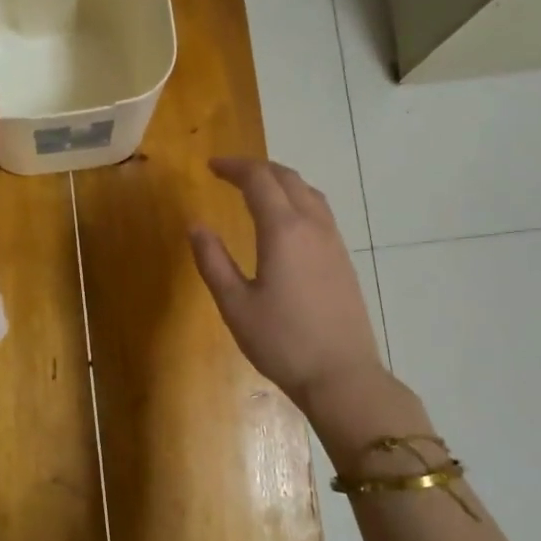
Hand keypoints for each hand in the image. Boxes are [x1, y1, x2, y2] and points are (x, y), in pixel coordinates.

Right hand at [189, 158, 387, 410]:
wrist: (341, 374)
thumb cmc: (281, 342)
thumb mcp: (235, 305)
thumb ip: (213, 261)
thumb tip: (196, 226)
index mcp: (283, 230)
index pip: (259, 180)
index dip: (234, 167)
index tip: (211, 166)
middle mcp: (313, 226)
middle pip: (287, 178)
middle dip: (257, 168)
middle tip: (230, 172)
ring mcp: (333, 242)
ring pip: (309, 192)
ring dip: (281, 181)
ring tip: (257, 189)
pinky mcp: (343, 259)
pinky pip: (320, 212)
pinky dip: (298, 200)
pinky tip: (286, 221)